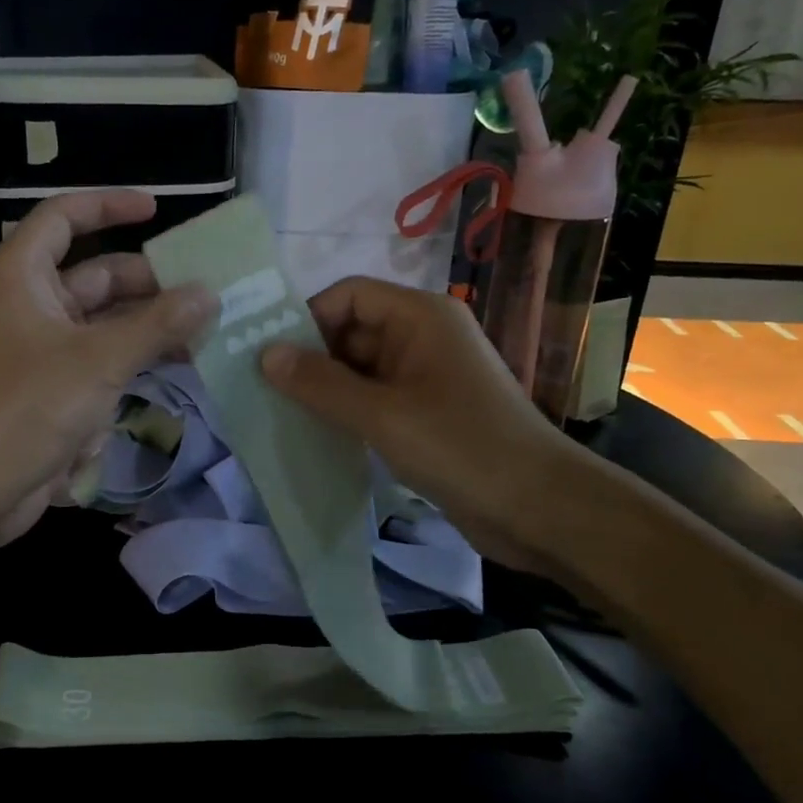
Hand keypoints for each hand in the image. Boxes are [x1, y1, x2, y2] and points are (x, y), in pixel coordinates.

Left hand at [0, 191, 215, 547]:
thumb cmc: (28, 406)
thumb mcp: (100, 359)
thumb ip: (158, 324)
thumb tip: (208, 293)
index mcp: (22, 276)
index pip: (64, 217)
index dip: (108, 206)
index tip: (156, 210)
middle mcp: (29, 304)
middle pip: (95, 275)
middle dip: (148, 283)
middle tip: (203, 292)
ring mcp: (40, 349)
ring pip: (103, 323)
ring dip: (148, 327)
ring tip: (203, 332)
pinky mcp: (52, 389)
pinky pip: (100, 361)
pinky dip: (133, 361)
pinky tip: (175, 369)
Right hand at [259, 277, 580, 571]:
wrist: (538, 508)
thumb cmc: (460, 447)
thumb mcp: (381, 414)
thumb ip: (320, 383)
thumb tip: (264, 353)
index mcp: (420, 316)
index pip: (349, 295)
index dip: (307, 319)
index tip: (270, 358)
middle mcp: (423, 336)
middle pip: (353, 330)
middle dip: (312, 357)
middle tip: (266, 392)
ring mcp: (428, 375)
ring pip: (362, 368)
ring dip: (327, 389)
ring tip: (283, 415)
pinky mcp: (428, 412)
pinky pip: (377, 398)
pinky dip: (349, 411)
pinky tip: (320, 435)